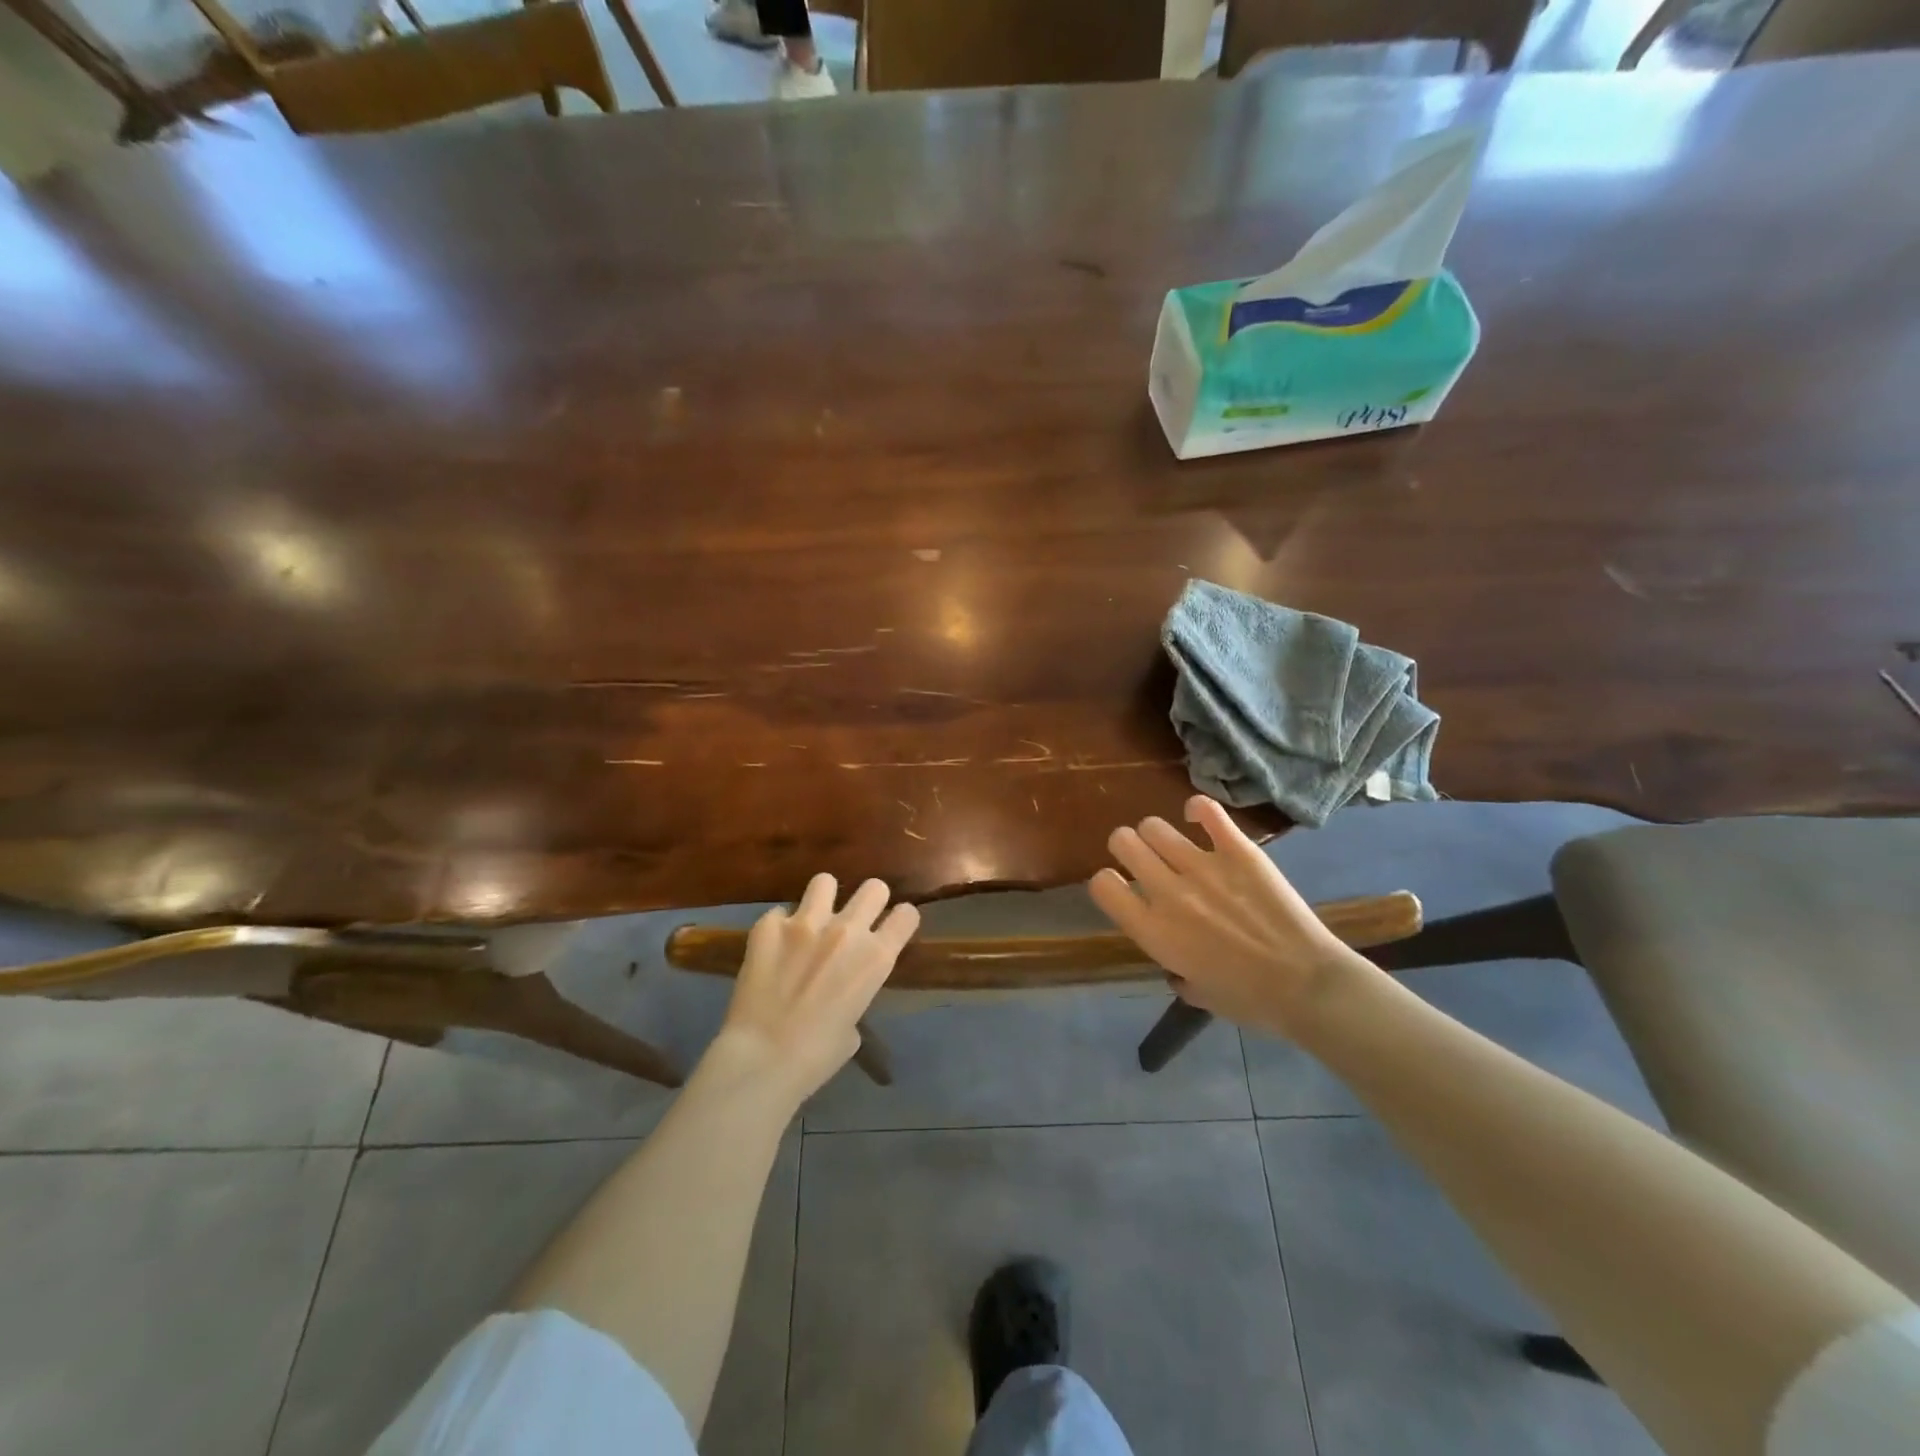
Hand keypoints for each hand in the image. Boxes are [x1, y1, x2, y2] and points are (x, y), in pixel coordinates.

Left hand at [712, 873, 919, 1101]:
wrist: (763, 1058)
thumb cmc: (817, 1056)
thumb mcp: (853, 1026)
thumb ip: (854, 993)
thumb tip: (839, 988)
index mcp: (876, 958)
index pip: (906, 915)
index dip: (901, 920)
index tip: (892, 927)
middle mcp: (847, 930)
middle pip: (874, 887)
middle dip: (869, 901)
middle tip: (855, 920)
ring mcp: (805, 923)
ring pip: (824, 882)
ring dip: (822, 900)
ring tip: (811, 920)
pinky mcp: (768, 926)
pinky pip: (778, 913)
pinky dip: (778, 928)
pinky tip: (772, 949)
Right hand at [1088, 796, 1362, 1036]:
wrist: (1308, 986)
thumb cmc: (1249, 1000)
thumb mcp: (1196, 993)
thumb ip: (1174, 969)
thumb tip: (1174, 963)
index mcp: (1153, 932)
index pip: (1102, 885)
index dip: (1106, 882)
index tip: (1121, 888)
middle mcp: (1168, 892)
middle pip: (1122, 842)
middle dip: (1126, 847)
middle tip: (1143, 858)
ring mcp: (1204, 867)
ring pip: (1154, 826)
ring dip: (1156, 834)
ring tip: (1173, 845)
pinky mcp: (1239, 850)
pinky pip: (1207, 811)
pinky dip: (1198, 809)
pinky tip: (1200, 818)